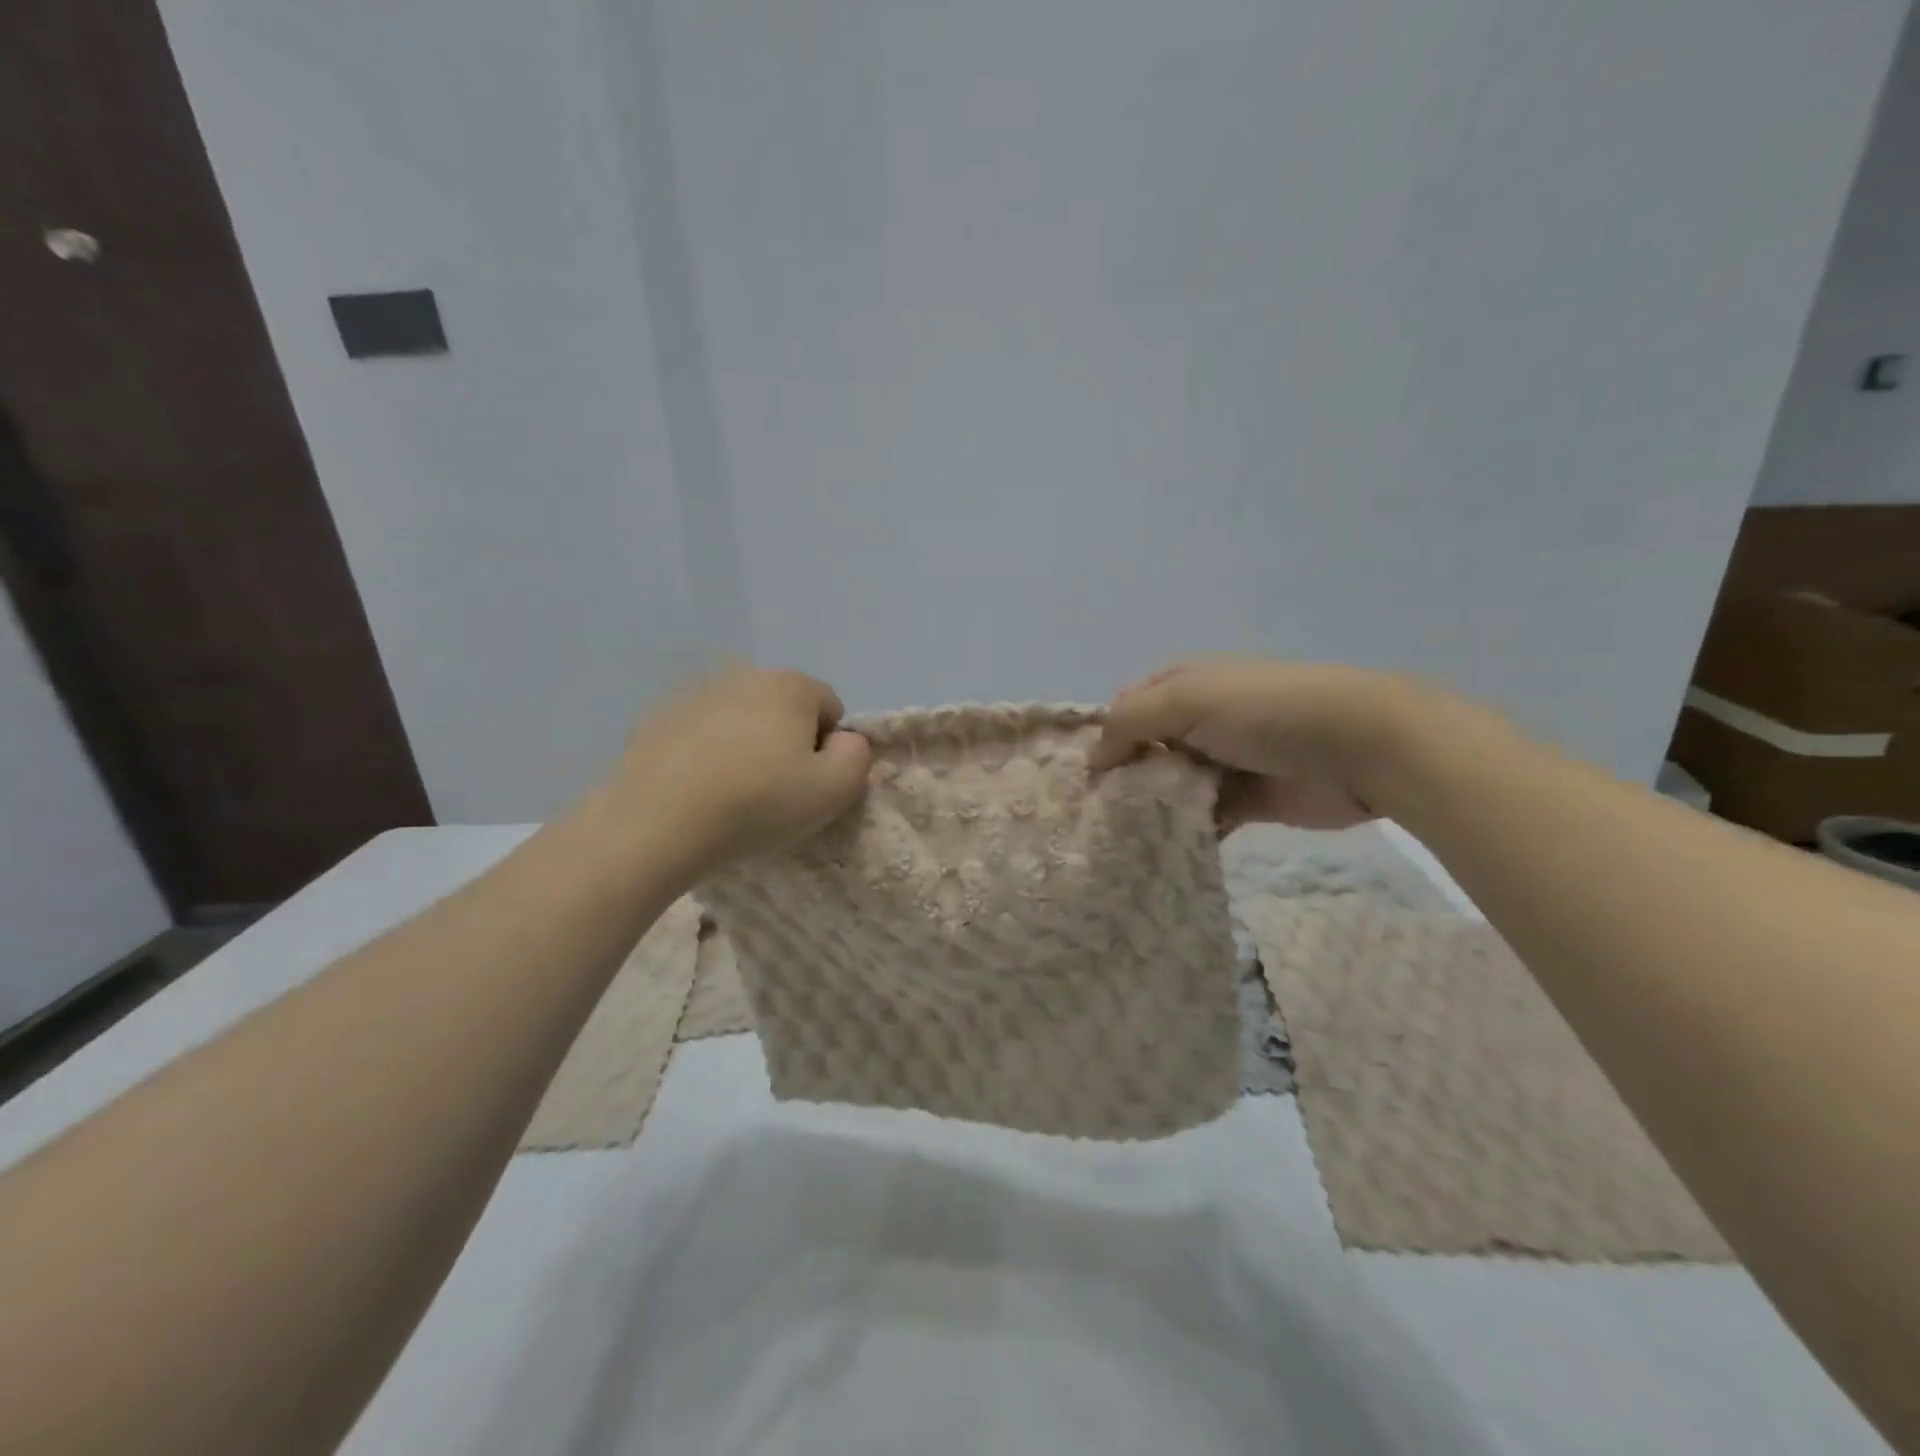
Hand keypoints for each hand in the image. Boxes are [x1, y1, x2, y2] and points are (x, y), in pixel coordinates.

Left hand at [605, 665, 871, 874]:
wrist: (656, 824)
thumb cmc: (758, 804)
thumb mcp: (835, 790)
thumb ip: (858, 757)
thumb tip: (846, 741)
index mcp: (790, 685)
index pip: (830, 708)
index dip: (829, 748)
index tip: (809, 783)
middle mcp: (743, 676)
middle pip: (783, 710)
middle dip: (786, 742)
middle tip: (773, 792)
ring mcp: (694, 695)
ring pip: (739, 721)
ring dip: (745, 747)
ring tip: (731, 794)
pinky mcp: (655, 719)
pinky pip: (698, 735)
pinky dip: (704, 754)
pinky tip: (695, 790)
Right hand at [1089, 657, 1424, 831]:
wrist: (1356, 747)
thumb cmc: (1262, 711)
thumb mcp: (1184, 699)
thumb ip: (1129, 722)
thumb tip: (1093, 759)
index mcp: (1185, 683)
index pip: (1129, 706)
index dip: (1105, 735)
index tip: (1083, 775)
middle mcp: (1200, 719)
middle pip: (1147, 749)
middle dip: (1123, 777)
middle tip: (1095, 814)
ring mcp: (1224, 761)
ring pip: (1171, 786)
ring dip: (1150, 808)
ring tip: (1118, 838)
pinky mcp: (1247, 801)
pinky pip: (1203, 818)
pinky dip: (1183, 832)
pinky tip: (1158, 851)